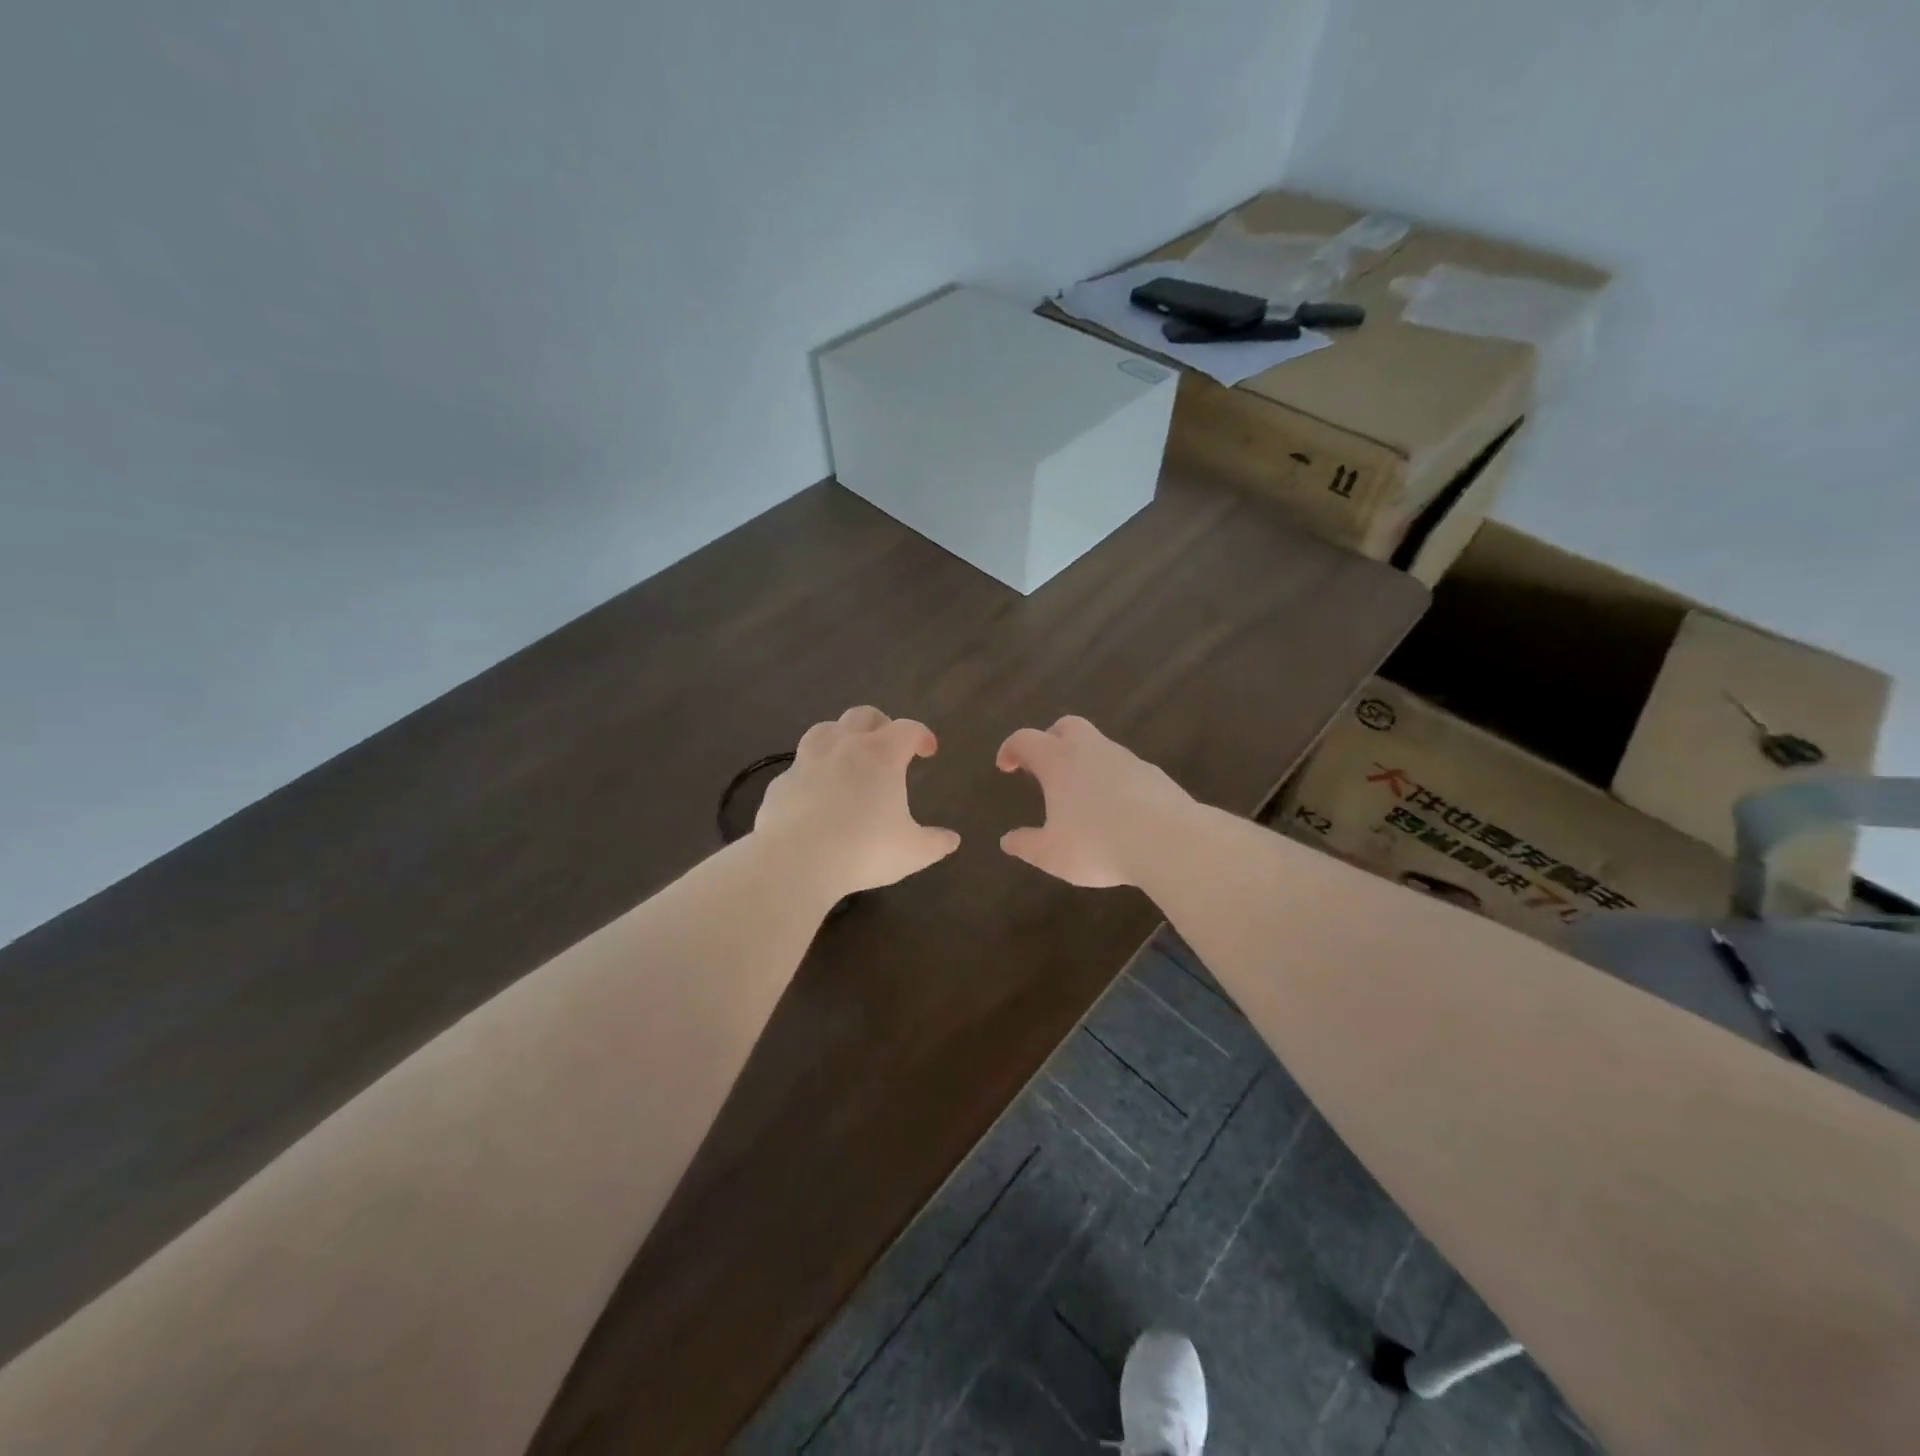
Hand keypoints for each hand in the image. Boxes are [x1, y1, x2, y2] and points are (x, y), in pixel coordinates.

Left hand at [755, 706, 960, 895]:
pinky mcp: (781, 783)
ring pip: (825, 729)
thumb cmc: (863, 850)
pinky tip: (816, 794)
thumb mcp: (911, 852)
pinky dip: (812, 773)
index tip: (928, 750)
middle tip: (889, 747)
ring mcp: (807, 761)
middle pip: (863, 715)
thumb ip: (935, 843)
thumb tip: (952, 839)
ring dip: (841, 736)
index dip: (921, 735)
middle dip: (881, 725)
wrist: (795, 861)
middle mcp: (843, 746)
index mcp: (881, 755)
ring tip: (849, 758)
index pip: (907, 729)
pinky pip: (799, 767)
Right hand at [995, 715, 1196, 887]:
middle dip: (1050, 739)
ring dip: (1084, 761)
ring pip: (1099, 746)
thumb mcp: (1052, 854)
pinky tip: (1115, 809)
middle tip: (1044, 766)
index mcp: (1058, 762)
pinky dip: (1112, 779)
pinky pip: (1124, 768)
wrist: (1169, 841)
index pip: (1026, 740)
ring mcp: (1126, 759)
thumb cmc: (1098, 844)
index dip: (1011, 749)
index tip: (1005, 765)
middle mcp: (1091, 750)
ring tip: (1080, 795)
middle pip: (1067, 726)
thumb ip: (1027, 845)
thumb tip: (1008, 841)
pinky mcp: (1153, 774)